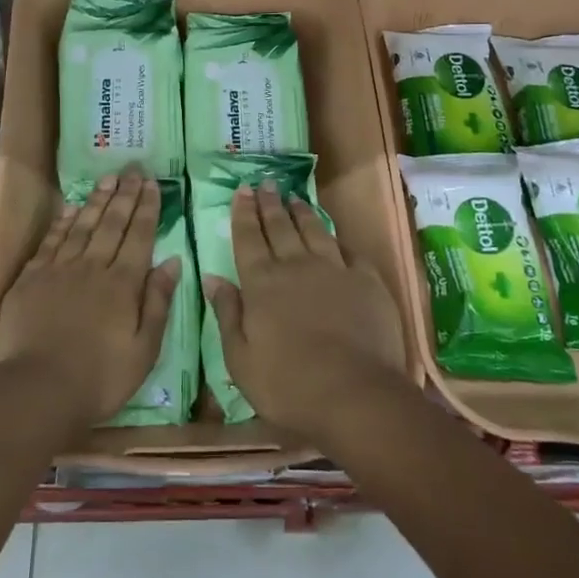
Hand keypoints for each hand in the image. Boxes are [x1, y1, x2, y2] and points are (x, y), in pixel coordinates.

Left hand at [0, 169, 179, 435]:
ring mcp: (60, 269)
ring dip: (97, 200)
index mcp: (123, 284)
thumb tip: (172, 261)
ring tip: (108, 179)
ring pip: (83, 225)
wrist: (36, 390)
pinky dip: (64, 221)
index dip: (147, 208)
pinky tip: (72, 208)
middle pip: (112, 223)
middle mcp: (93, 267)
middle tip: (133, 169)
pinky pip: (52, 240)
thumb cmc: (99, 379)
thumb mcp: (144, 350)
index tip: (152, 183)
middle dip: (125, 194)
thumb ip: (158, 302)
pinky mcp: (32, 278)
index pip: (139, 236)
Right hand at [204, 183, 408, 445]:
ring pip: (314, 230)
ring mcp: (334, 269)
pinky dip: (338, 239)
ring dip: (302, 212)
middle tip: (265, 183)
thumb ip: (227, 314)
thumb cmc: (288, 385)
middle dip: (270, 203)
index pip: (248, 238)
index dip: (244, 213)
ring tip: (294, 197)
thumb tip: (212, 277)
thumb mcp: (240, 359)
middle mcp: (296, 266)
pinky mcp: (366, 280)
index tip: (242, 190)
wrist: (355, 394)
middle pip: (280, 226)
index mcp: (262, 283)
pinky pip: (349, 250)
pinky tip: (335, 235)